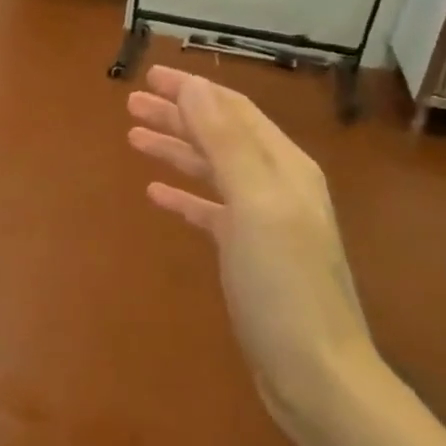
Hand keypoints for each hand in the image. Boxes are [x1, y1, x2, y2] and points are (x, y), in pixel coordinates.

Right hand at [127, 66, 378, 438]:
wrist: (314, 370)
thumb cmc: (283, 284)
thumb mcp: (256, 204)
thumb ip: (226, 142)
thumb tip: (194, 86)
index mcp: (284, 166)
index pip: (233, 110)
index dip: (192, 90)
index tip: (149, 75)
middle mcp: (276, 185)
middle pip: (221, 135)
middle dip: (178, 115)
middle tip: (131, 103)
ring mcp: (263, 221)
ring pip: (212, 170)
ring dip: (176, 149)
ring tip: (135, 137)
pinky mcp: (248, 253)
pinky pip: (210, 210)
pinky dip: (184, 195)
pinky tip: (156, 193)